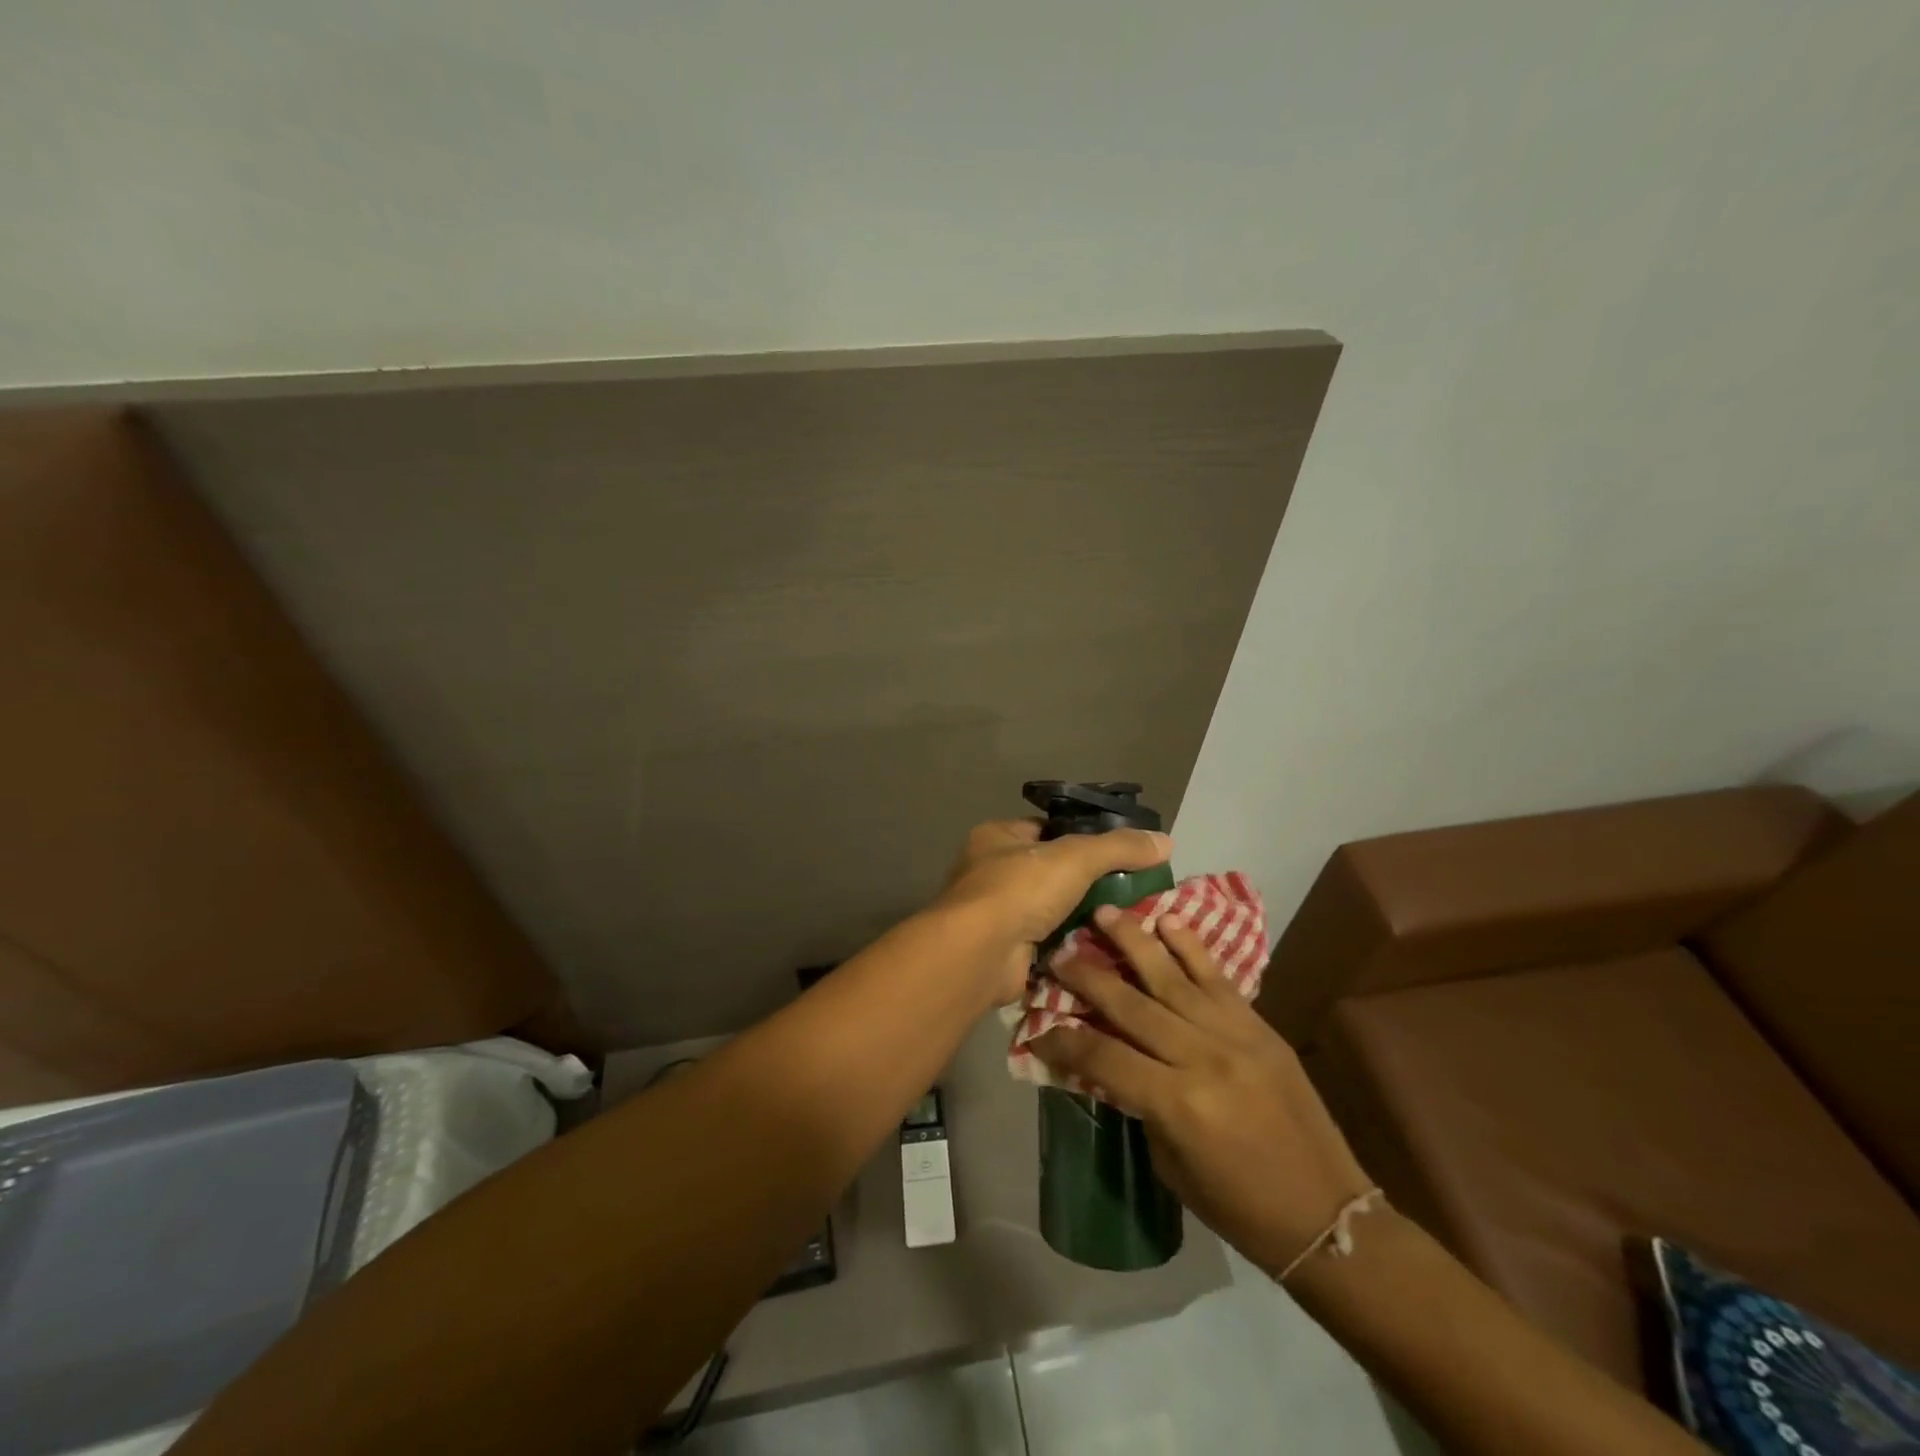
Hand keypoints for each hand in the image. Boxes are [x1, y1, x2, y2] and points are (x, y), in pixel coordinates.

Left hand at [935, 820, 1171, 1004]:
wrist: (980, 954)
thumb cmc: (1019, 889)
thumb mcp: (1076, 857)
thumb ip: (1120, 847)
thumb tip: (1166, 841)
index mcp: (998, 836)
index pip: (1047, 828)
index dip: (1083, 836)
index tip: (1122, 850)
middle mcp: (992, 870)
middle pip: (1051, 870)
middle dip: (1088, 881)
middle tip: (1134, 888)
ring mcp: (997, 912)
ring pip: (1052, 907)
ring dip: (1083, 914)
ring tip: (1129, 918)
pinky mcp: (1007, 948)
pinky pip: (1049, 940)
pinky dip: (1072, 943)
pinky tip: (1106, 945)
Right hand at [1033, 908, 1373, 1278]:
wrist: (1326, 1211)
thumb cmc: (1238, 1205)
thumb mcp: (1170, 1163)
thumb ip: (1137, 1103)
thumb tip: (1107, 1061)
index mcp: (1176, 1103)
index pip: (1103, 1057)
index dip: (1063, 1040)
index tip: (1037, 1025)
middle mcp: (1200, 1057)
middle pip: (1130, 1005)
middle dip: (1087, 977)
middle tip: (1058, 953)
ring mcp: (1233, 1034)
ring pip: (1171, 976)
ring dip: (1133, 941)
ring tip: (1104, 912)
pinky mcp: (1257, 1025)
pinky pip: (1217, 977)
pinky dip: (1190, 946)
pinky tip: (1167, 920)